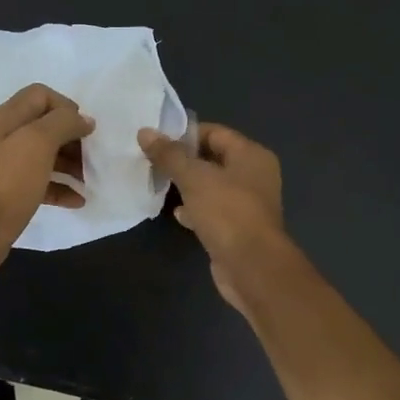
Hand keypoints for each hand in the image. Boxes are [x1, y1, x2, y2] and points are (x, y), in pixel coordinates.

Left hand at [0, 84, 94, 282]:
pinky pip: (42, 184)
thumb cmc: (8, 182)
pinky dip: (61, 188)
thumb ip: (63, 123)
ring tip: (90, 180)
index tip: (85, 130)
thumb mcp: (37, 143)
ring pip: (46, 156)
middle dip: (72, 138)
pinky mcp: (11, 194)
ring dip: (71, 164)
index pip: (40, 95)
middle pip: (45, 127)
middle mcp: (5, 138)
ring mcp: (7, 168)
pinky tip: (78, 201)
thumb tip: (84, 120)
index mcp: (7, 119)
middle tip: (92, 157)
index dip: (66, 107)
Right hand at [138, 122, 286, 313]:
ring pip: (212, 187)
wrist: (251, 266)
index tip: (156, 141)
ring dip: (188, 187)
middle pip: (213, 160)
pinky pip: (213, 211)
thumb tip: (144, 132)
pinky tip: (177, 214)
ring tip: (160, 185)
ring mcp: (247, 204)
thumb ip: (169, 155)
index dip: (185, 135)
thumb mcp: (194, 178)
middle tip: (153, 163)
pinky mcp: (238, 229)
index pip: (215, 133)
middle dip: (184, 162)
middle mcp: (254, 176)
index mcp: (251, 155)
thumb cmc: (227, 212)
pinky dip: (195, 210)